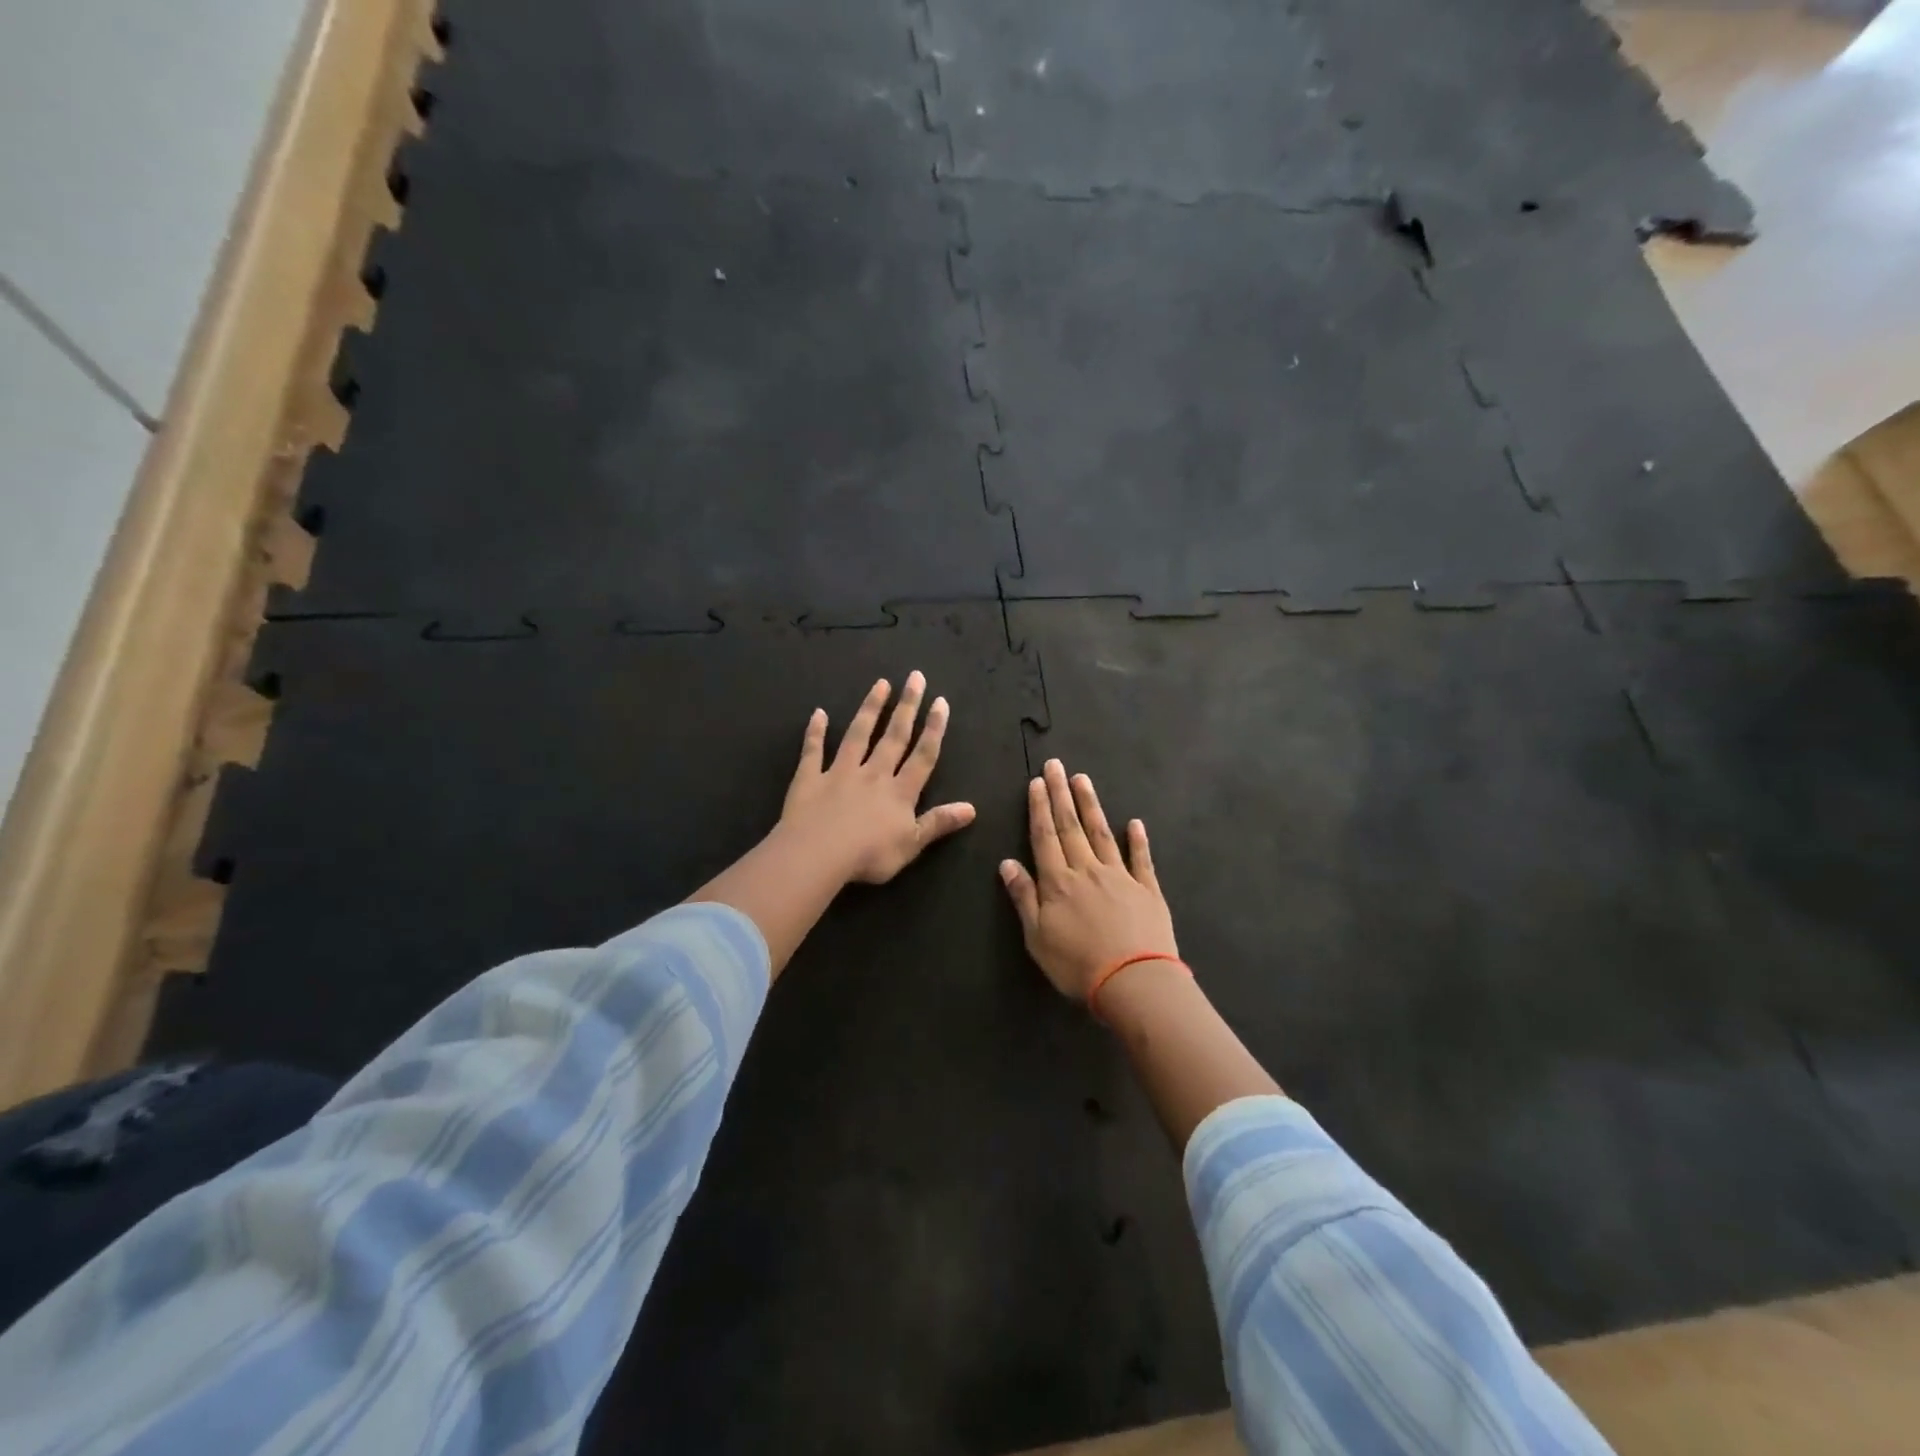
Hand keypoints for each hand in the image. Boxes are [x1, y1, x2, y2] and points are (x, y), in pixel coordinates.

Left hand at [780, 672, 975, 884]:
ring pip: (858, 735)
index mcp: (899, 792)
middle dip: (906, 707)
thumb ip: (938, 822)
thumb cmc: (869, 855)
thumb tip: (972, 808)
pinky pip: (813, 751)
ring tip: (881, 684)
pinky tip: (819, 713)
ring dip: (870, 709)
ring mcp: (840, 773)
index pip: (922, 756)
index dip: (933, 729)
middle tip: (915, 677)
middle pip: (894, 736)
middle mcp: (873, 774)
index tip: (940, 702)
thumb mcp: (912, 844)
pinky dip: (815, 732)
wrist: (818, 854)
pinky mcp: (810, 778)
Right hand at [1000, 760, 1177, 1001]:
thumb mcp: (1037, 937)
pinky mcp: (1148, 890)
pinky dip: (1138, 840)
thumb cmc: (1077, 965)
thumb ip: (1024, 898)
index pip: (1045, 837)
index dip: (1040, 809)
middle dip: (1061, 794)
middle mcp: (1088, 870)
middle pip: (1071, 826)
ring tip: (1083, 780)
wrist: (1134, 982)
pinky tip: (1135, 823)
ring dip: (1091, 806)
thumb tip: (1007, 863)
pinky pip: (1141, 859)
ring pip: (1102, 833)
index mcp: (1059, 882)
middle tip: (1056, 765)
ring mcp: (1121, 876)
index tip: (1036, 783)